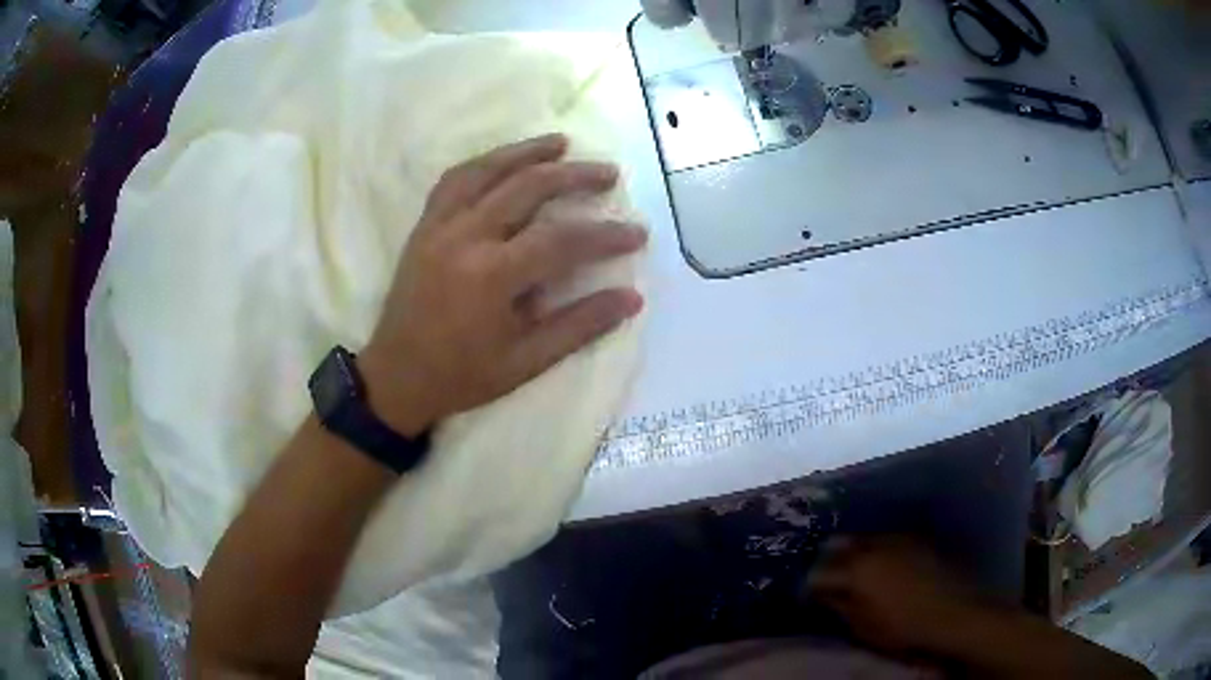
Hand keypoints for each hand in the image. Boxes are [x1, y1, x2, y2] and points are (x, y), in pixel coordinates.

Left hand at [359, 134, 646, 436]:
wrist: (396, 376)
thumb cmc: (463, 375)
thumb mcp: (526, 361)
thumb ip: (579, 325)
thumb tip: (631, 298)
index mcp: (491, 277)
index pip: (561, 241)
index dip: (605, 235)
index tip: (638, 232)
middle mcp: (465, 238)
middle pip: (527, 188)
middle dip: (574, 176)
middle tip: (609, 173)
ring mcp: (439, 226)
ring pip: (487, 171)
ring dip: (527, 151)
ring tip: (561, 142)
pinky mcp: (424, 226)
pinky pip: (454, 180)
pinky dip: (484, 163)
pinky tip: (505, 159)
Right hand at [805, 536, 990, 656]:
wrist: (952, 612)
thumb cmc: (903, 627)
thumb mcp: (863, 626)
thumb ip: (840, 607)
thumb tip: (824, 596)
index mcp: (856, 571)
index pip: (820, 573)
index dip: (809, 585)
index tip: (807, 594)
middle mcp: (873, 547)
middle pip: (839, 544)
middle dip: (828, 558)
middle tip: (825, 575)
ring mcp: (897, 539)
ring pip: (864, 537)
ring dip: (853, 550)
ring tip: (852, 567)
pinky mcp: (916, 539)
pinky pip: (887, 538)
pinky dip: (876, 547)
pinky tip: (880, 561)